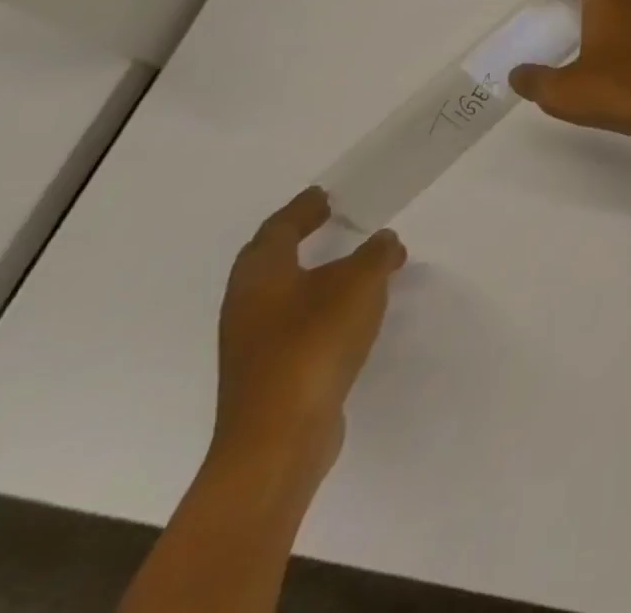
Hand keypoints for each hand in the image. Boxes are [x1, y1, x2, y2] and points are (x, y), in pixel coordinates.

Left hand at [214, 188, 406, 480]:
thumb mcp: (360, 283)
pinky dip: (322, 304)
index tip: (324, 194)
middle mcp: (247, 305)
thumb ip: (376, 254)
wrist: (279, 437)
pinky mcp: (270, 371)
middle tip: (334, 220)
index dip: (302, 209)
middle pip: (271, 260)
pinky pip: (297, 320)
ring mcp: (253, 343)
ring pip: (285, 292)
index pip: (278, 229)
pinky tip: (351, 310)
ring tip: (358, 264)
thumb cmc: (314, 343)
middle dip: (301, 238)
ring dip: (318, 273)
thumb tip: (383, 242)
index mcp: (261, 276)